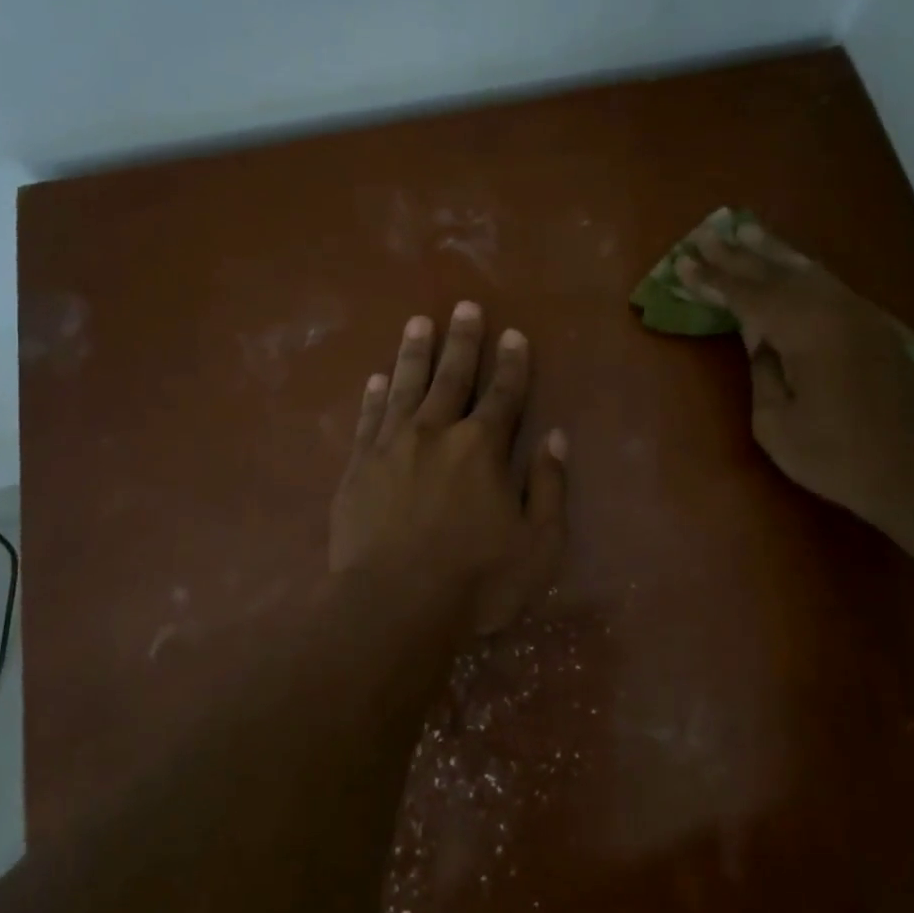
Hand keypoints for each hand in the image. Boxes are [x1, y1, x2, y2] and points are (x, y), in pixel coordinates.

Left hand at [331, 303, 567, 634]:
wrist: (394, 606)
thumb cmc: (476, 581)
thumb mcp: (538, 543)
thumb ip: (549, 486)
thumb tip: (555, 438)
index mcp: (483, 448)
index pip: (503, 394)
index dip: (512, 364)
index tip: (513, 334)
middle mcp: (437, 433)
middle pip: (452, 377)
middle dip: (463, 341)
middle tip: (465, 306)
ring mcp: (392, 446)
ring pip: (406, 386)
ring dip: (415, 353)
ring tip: (419, 322)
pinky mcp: (358, 467)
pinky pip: (368, 418)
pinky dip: (375, 395)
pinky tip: (378, 377)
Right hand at [676, 221, 913, 532]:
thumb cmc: (835, 456)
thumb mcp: (776, 423)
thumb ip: (762, 371)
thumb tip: (760, 339)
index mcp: (806, 330)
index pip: (748, 296)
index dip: (713, 281)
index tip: (682, 263)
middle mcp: (834, 310)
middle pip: (777, 273)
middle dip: (738, 255)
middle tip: (706, 234)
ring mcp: (860, 315)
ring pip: (808, 271)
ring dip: (773, 252)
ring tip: (745, 231)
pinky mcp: (874, 328)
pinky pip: (828, 285)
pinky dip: (801, 270)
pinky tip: (791, 265)